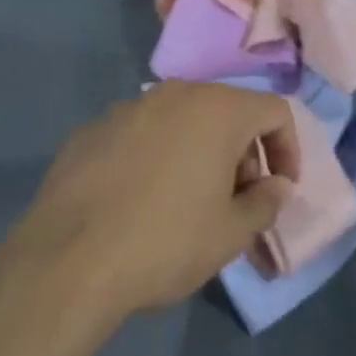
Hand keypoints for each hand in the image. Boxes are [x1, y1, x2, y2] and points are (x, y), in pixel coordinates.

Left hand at [4, 82, 298, 324]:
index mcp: (218, 109)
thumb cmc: (166, 242)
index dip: (288, 148)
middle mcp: (176, 93)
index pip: (274, 110)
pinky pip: (140, 134)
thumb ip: (265, 203)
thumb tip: (277, 186)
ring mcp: (128, 107)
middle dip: (242, 152)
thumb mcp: (231, 233)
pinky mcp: (92, 129)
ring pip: (181, 120)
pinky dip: (155, 156)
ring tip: (187, 201)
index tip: (280, 189)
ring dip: (198, 151)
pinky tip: (139, 199)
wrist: (68, 261)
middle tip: (236, 200)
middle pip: (227, 111)